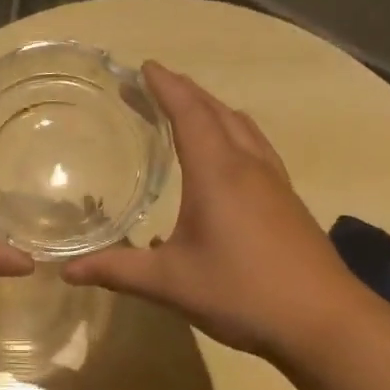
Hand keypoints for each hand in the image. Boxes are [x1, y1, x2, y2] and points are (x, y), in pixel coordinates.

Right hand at [61, 62, 365, 358]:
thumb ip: (117, 271)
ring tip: (190, 113)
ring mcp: (275, 184)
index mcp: (218, 173)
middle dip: (187, 93)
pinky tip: (224, 166)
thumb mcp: (170, 283)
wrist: (323, 322)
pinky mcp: (288, 204)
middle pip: (219, 113)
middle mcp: (249, 167)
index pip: (190, 114)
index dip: (166, 87)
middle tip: (157, 86)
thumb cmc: (242, 292)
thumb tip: (66, 271)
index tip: (144, 67)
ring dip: (215, 112)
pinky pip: (257, 151)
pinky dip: (234, 137)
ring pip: (244, 130)